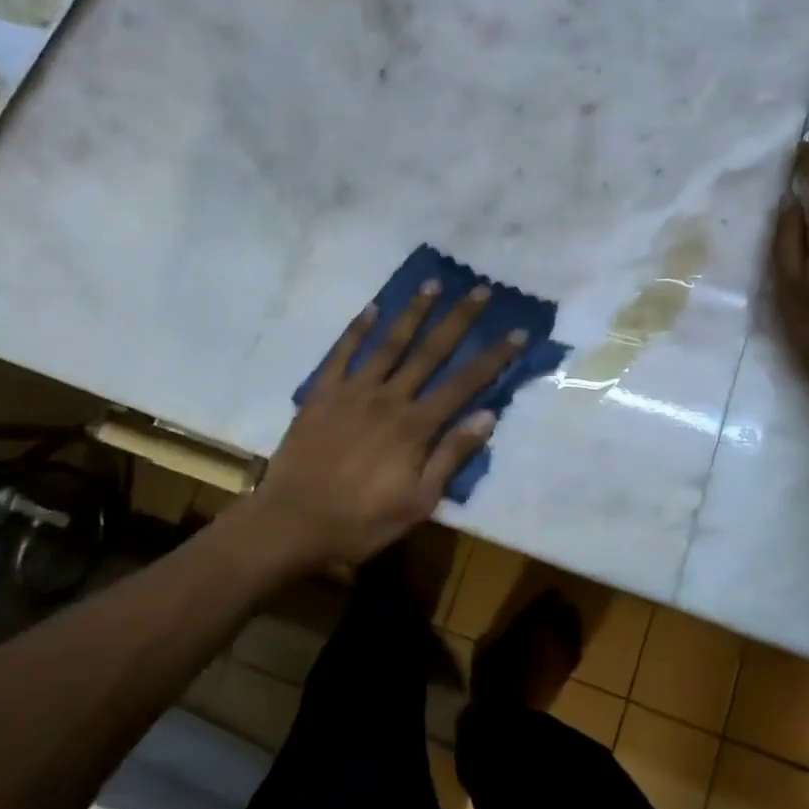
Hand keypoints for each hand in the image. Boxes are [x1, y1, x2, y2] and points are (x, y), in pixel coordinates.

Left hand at [253, 282, 526, 571]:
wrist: (291, 524)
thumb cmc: (360, 522)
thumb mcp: (417, 502)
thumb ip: (451, 456)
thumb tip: (488, 415)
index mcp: (416, 426)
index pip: (465, 383)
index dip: (494, 357)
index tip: (517, 331)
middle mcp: (389, 399)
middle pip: (431, 352)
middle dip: (459, 319)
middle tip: (481, 289)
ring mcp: (353, 392)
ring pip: (389, 344)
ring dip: (413, 312)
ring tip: (432, 284)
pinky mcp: (322, 394)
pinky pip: (341, 354)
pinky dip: (357, 330)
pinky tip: (372, 308)